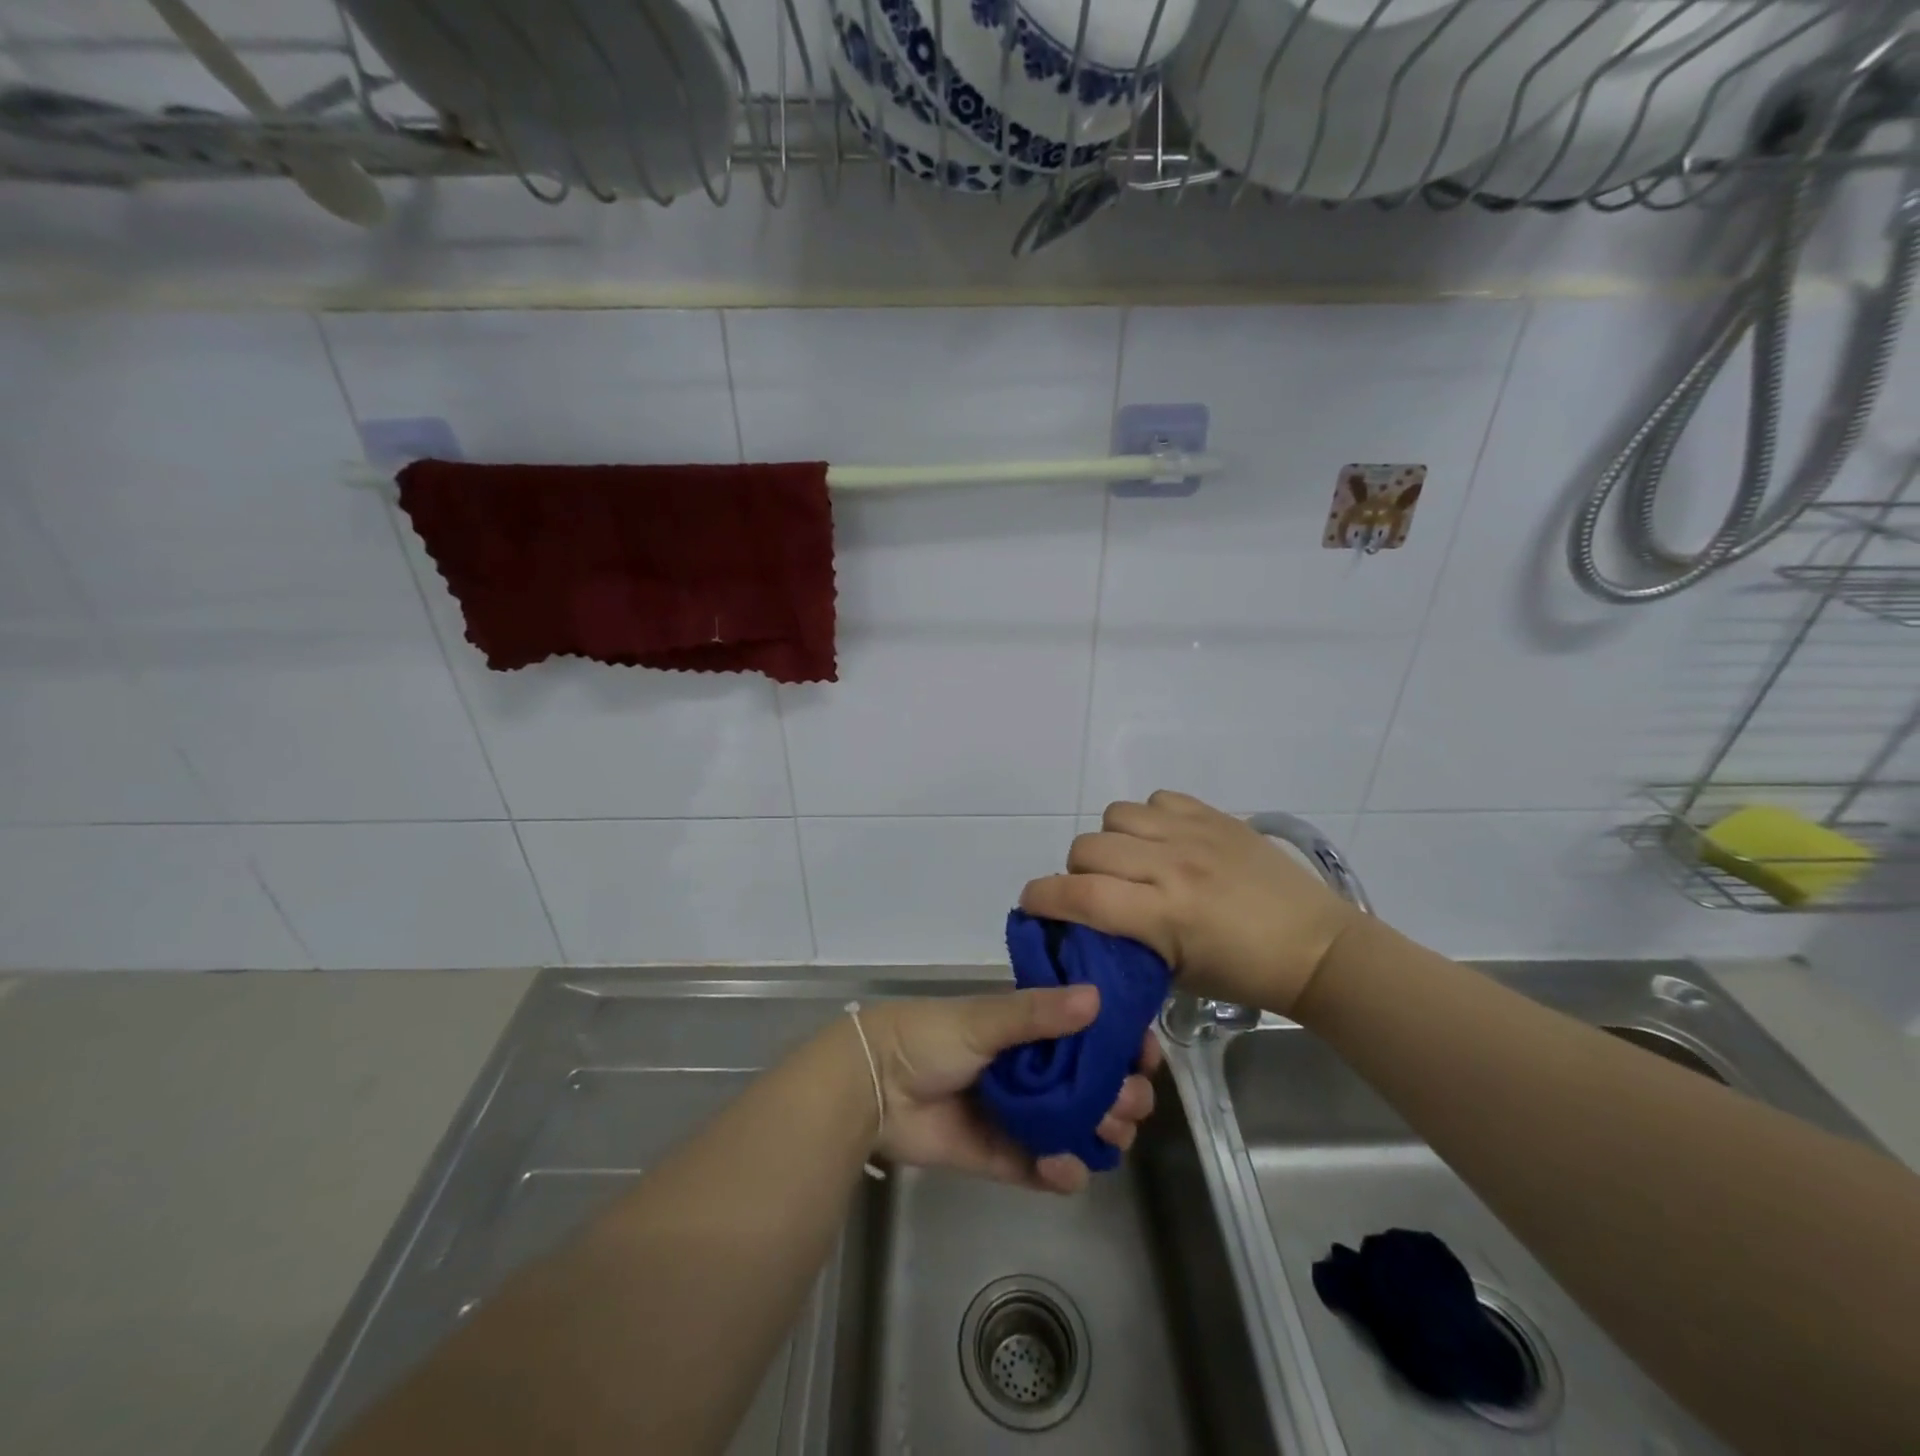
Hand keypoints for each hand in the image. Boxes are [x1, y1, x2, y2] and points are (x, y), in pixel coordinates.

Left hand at [858, 987, 1159, 1194]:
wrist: (873, 1087)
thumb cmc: (929, 1038)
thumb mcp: (983, 1018)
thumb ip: (1037, 1012)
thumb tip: (1098, 997)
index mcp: (1027, 1029)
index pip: (1088, 1034)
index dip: (1120, 1043)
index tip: (1144, 1053)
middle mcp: (1030, 1069)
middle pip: (1092, 1084)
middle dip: (1119, 1092)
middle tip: (1128, 1100)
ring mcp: (1018, 1113)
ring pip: (1076, 1126)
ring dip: (1100, 1131)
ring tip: (1108, 1133)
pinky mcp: (1001, 1154)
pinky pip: (1042, 1167)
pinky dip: (1062, 1171)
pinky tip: (1067, 1167)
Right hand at [1020, 790, 1360, 1015]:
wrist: (1316, 946)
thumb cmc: (1244, 974)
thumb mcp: (1173, 974)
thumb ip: (1123, 941)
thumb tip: (1086, 920)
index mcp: (1163, 915)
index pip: (1079, 895)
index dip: (1041, 897)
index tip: (1032, 904)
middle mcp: (1171, 865)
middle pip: (1088, 848)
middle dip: (1077, 871)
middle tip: (1097, 891)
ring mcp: (1194, 834)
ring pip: (1116, 814)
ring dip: (1111, 840)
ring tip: (1132, 860)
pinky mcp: (1214, 816)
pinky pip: (1157, 799)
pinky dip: (1148, 818)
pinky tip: (1165, 841)